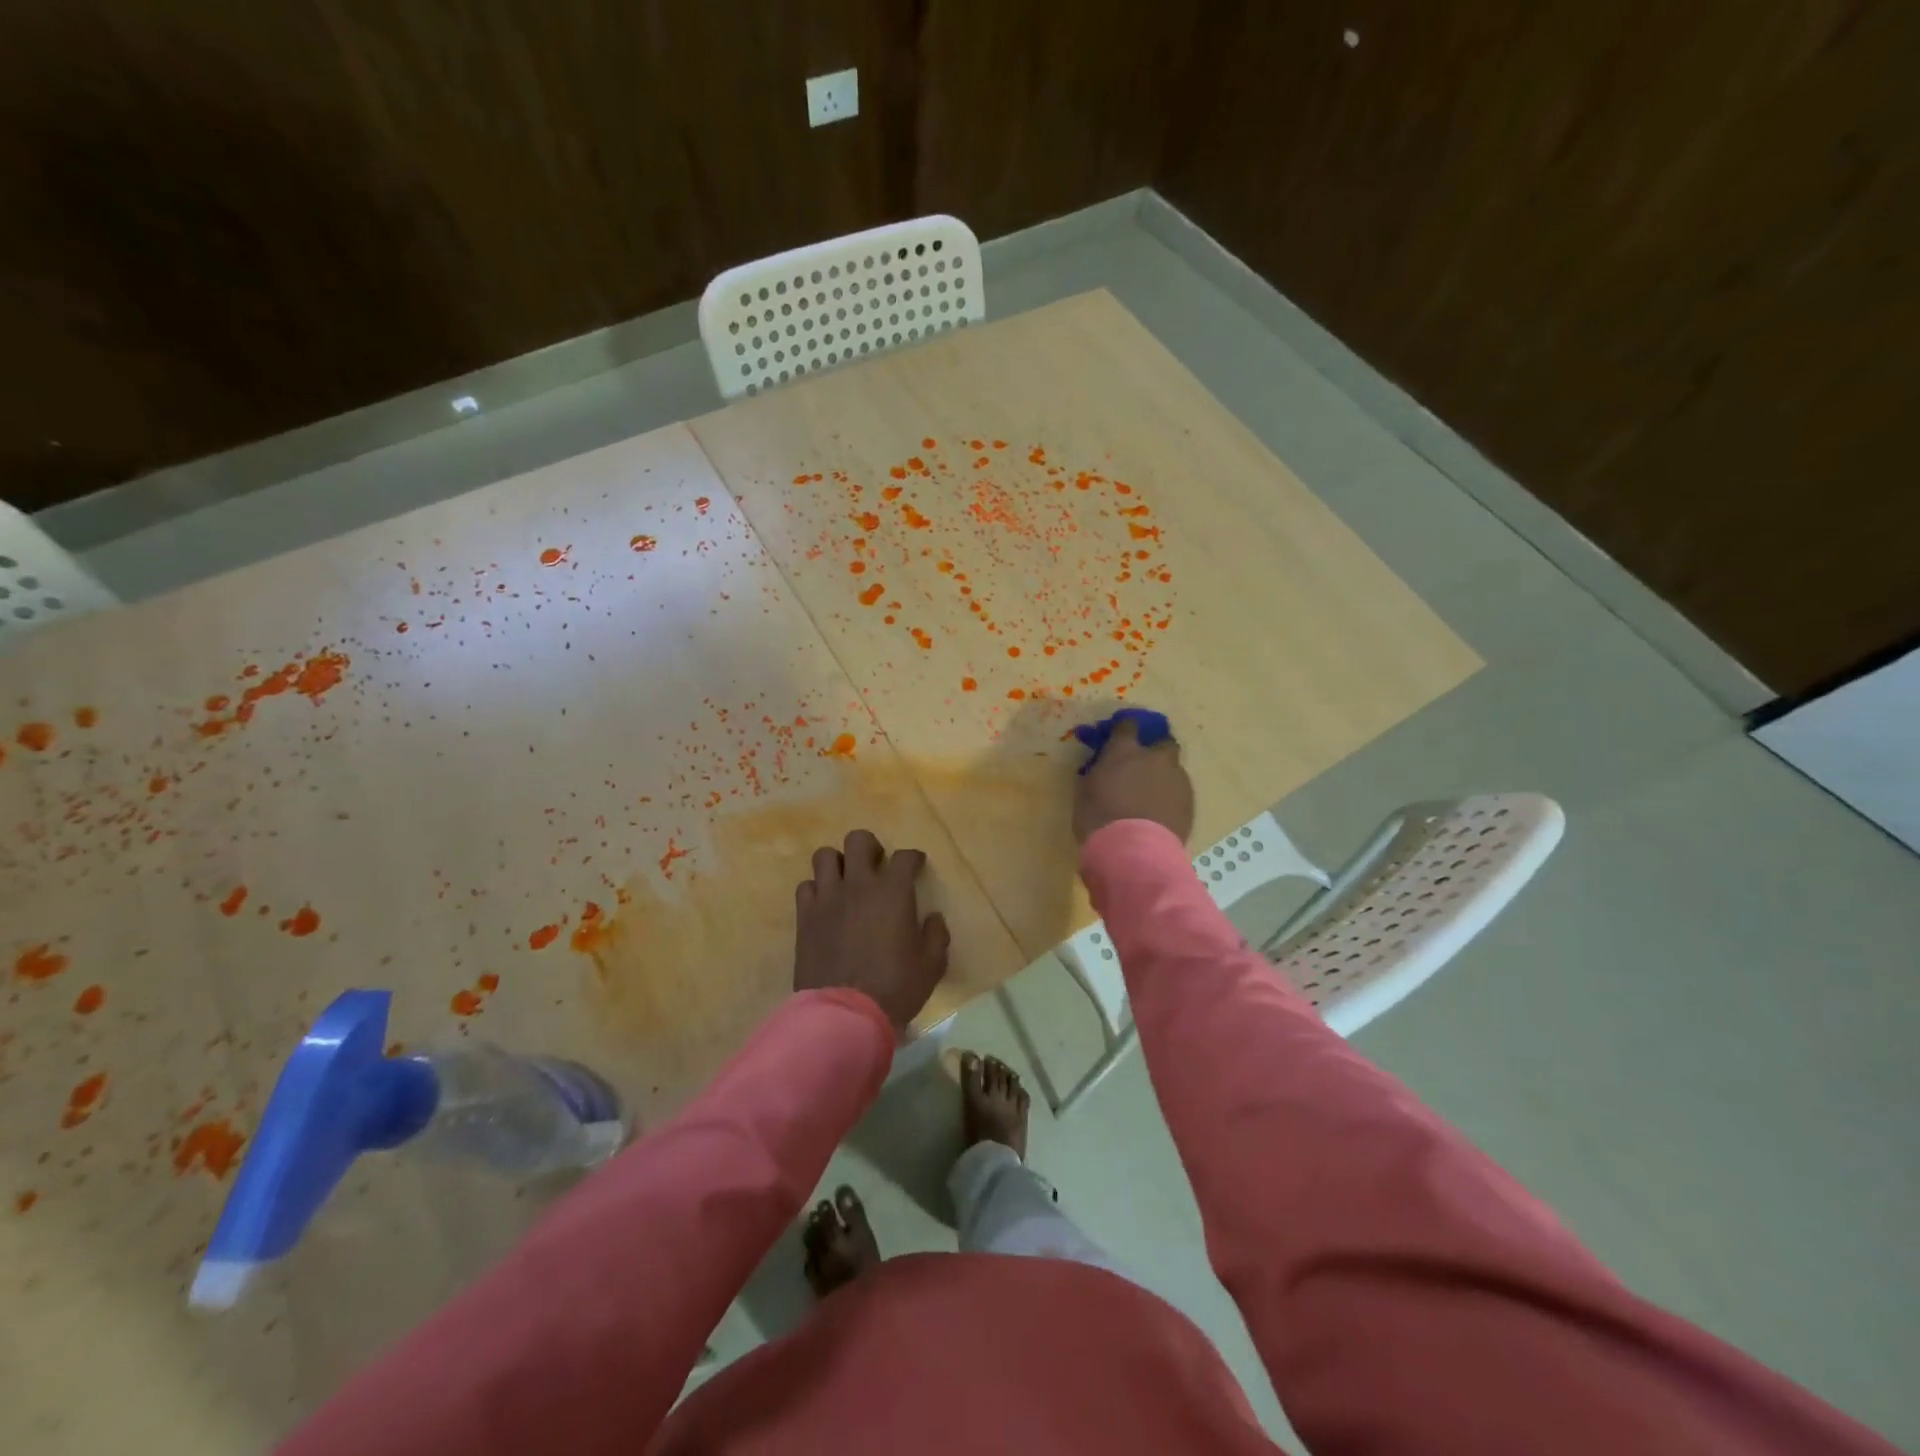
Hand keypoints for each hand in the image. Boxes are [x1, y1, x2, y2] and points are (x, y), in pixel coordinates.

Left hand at [794, 830, 950, 1029]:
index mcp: (893, 891)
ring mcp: (827, 898)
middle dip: (870, 847)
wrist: (845, 1013)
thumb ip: (936, 935)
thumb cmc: (895, 988)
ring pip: (825, 856)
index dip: (913, 858)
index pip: (905, 857)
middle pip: (859, 840)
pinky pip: (806, 886)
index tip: (916, 866)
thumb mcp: (931, 965)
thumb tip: (932, 918)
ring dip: (838, 863)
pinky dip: (817, 890)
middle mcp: (859, 884)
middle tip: (876, 865)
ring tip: (846, 880)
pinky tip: (825, 905)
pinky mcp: (805, 916)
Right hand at [1073, 716, 1194, 844]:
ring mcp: (1176, 779)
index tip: (1119, 733)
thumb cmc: (1098, 819)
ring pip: (1174, 768)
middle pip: (1163, 742)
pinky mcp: (1189, 802)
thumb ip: (1098, 772)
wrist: (1133, 851)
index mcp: (1124, 751)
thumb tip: (1102, 768)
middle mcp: (1154, 758)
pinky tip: (1161, 812)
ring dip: (1164, 775)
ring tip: (1152, 795)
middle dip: (1155, 748)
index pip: (1128, 725)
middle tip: (1144, 764)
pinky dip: (1171, 796)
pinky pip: (1180, 791)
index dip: (1124, 727)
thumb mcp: (1085, 791)